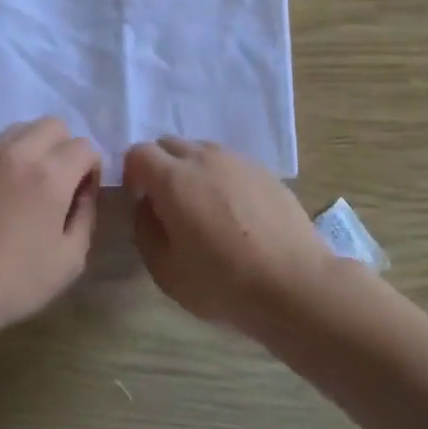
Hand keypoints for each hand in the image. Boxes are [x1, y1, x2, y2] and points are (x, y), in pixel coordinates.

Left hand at [0, 118, 100, 341]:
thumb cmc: (14, 281)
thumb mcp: (69, 260)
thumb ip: (86, 216)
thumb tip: (84, 191)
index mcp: (50, 176)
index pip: (84, 146)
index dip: (92, 169)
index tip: (83, 195)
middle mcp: (20, 154)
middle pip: (55, 125)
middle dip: (66, 148)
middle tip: (61, 183)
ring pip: (24, 128)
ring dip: (38, 146)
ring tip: (33, 182)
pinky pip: (0, 144)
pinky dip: (13, 155)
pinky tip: (8, 189)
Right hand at [124, 137, 334, 332]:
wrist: (294, 284)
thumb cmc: (223, 282)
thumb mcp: (166, 271)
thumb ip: (145, 230)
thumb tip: (147, 206)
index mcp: (174, 178)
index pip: (138, 152)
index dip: (133, 174)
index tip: (141, 202)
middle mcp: (204, 157)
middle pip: (169, 144)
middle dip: (160, 167)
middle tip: (168, 205)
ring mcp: (238, 160)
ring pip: (201, 150)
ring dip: (191, 170)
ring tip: (203, 208)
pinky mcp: (264, 170)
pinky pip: (230, 163)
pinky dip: (221, 178)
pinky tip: (235, 213)